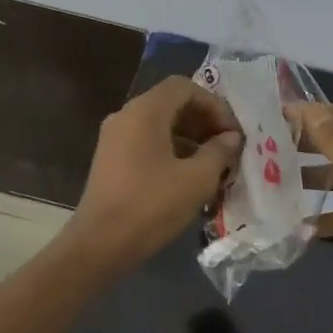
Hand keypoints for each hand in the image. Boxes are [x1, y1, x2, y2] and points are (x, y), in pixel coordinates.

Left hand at [67, 77, 243, 271]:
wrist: (100, 245)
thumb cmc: (152, 206)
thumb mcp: (197, 179)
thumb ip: (219, 152)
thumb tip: (231, 138)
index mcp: (145, 112)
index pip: (184, 87)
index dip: (214, 104)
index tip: (232, 132)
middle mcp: (125, 116)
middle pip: (171, 103)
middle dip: (203, 120)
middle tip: (227, 146)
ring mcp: (114, 138)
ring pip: (159, 124)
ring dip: (190, 137)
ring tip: (214, 164)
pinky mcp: (111, 160)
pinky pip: (146, 142)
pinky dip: (171, 149)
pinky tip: (189, 176)